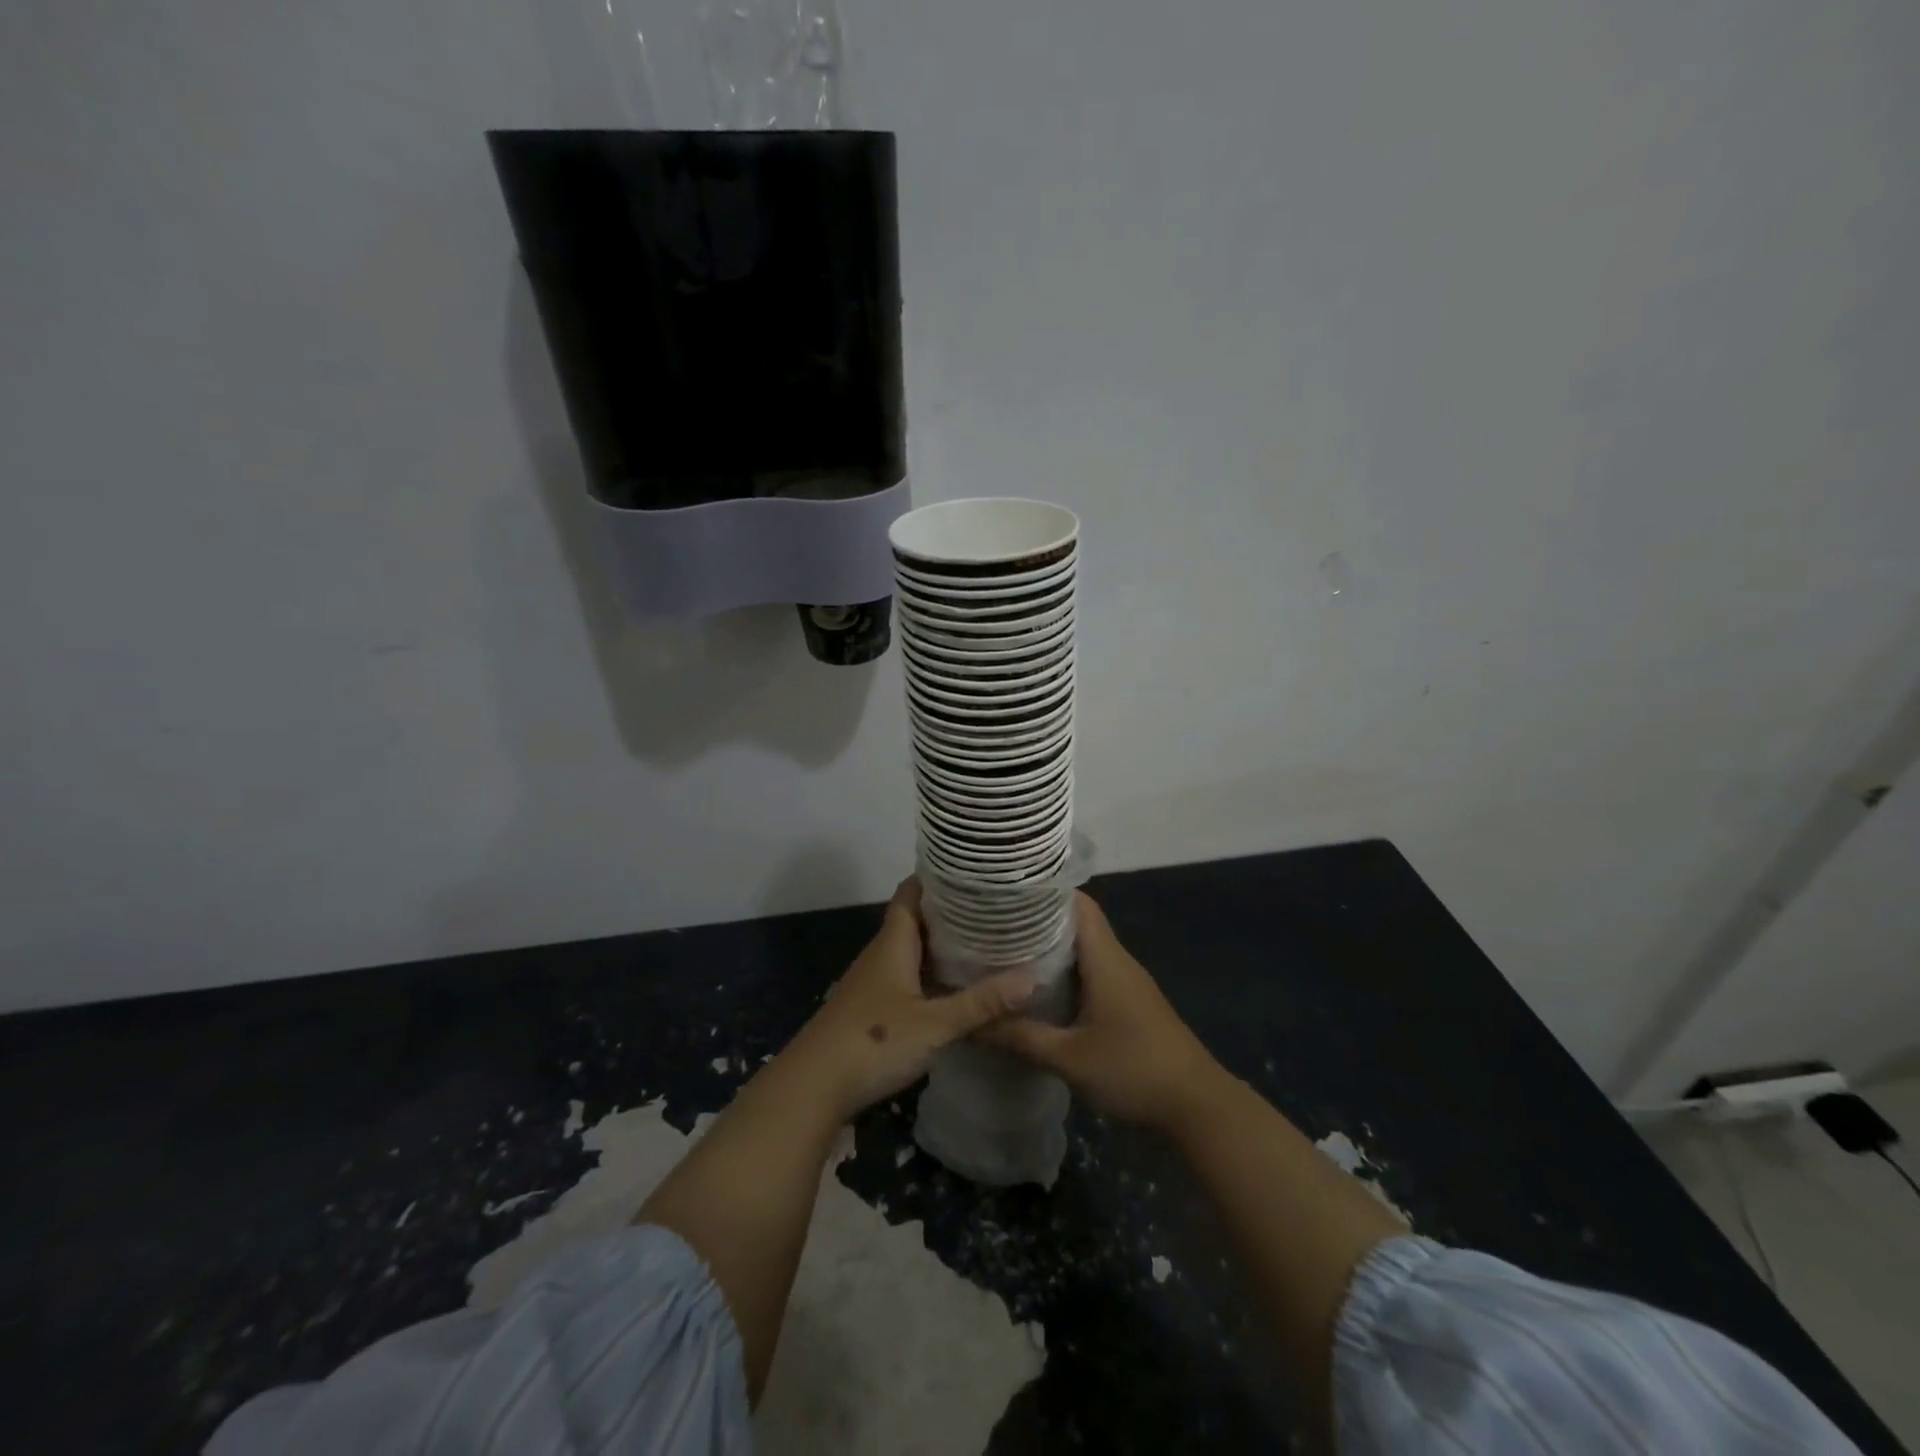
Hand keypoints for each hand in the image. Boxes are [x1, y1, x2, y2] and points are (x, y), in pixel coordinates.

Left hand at [780, 878, 1036, 1123]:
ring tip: (982, 943)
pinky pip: (906, 978)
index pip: (911, 892)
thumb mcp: (935, 1024)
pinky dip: (930, 975)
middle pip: (914, 920)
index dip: (936, 878)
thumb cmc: (874, 1041)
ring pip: (910, 951)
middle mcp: (882, 955)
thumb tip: (1031, 978)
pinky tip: (953, 989)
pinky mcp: (871, 1009)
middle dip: (948, 913)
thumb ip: (980, 1003)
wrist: (814, 1086)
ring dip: (940, 946)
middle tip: (991, 909)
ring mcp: (873, 983)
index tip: (971, 872)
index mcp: (894, 943)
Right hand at [984, 892, 1227, 1131]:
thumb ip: (1021, 1037)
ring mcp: (1126, 982)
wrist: (1197, 1107)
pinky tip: (1038, 989)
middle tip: (994, 925)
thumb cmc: (1134, 1071)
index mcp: (1105, 959)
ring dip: (1050, 948)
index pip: (1077, 903)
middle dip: (1037, 920)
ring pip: (1083, 949)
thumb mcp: (1070, 1058)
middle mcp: (1117, 961)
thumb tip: (972, 1022)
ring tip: (1006, 951)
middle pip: (1076, 923)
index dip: (1044, 892)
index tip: (1006, 893)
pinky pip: (1091, 972)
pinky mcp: (1128, 1003)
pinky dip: (1065, 972)